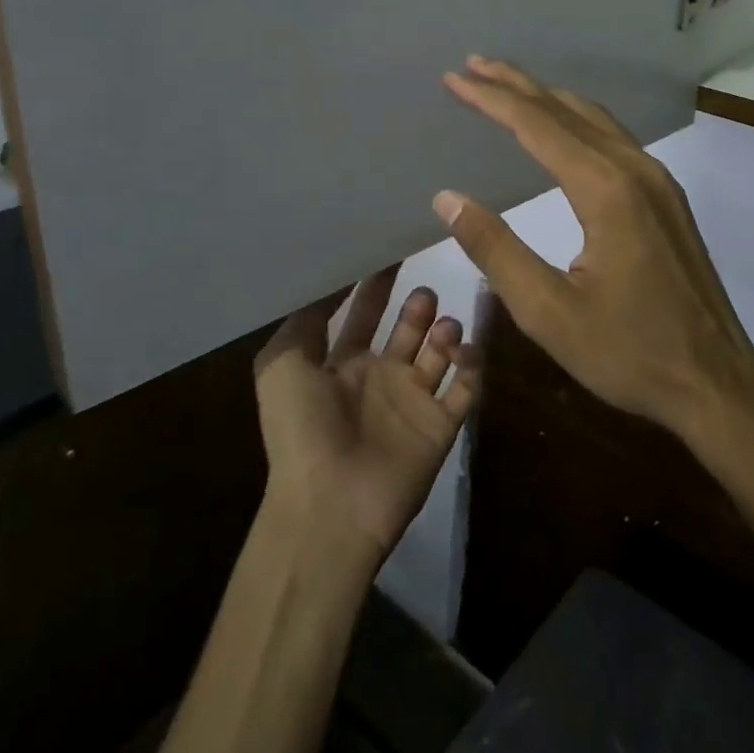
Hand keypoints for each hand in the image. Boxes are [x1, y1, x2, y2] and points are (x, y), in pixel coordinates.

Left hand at [254, 269, 480, 559]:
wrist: (329, 505)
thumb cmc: (300, 428)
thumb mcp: (282, 364)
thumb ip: (306, 317)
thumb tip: (333, 275)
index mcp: (341, 363)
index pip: (364, 312)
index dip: (376, 283)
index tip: (393, 248)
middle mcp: (380, 377)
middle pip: (408, 328)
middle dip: (418, 306)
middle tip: (424, 293)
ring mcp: (412, 401)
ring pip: (440, 353)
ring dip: (445, 331)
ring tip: (442, 328)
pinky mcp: (440, 425)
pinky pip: (466, 388)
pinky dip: (472, 365)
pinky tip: (465, 349)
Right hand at [433, 56, 753, 447]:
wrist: (717, 382)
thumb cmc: (630, 353)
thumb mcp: (548, 312)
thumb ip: (496, 250)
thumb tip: (448, 198)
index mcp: (606, 190)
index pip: (537, 126)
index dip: (492, 99)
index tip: (455, 78)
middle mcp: (636, 170)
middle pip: (568, 110)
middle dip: (518, 85)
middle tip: (474, 64)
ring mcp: (659, 181)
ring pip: (596, 120)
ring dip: (549, 98)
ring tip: (510, 86)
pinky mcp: (668, 198)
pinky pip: (615, 139)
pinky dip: (578, 121)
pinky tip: (564, 128)